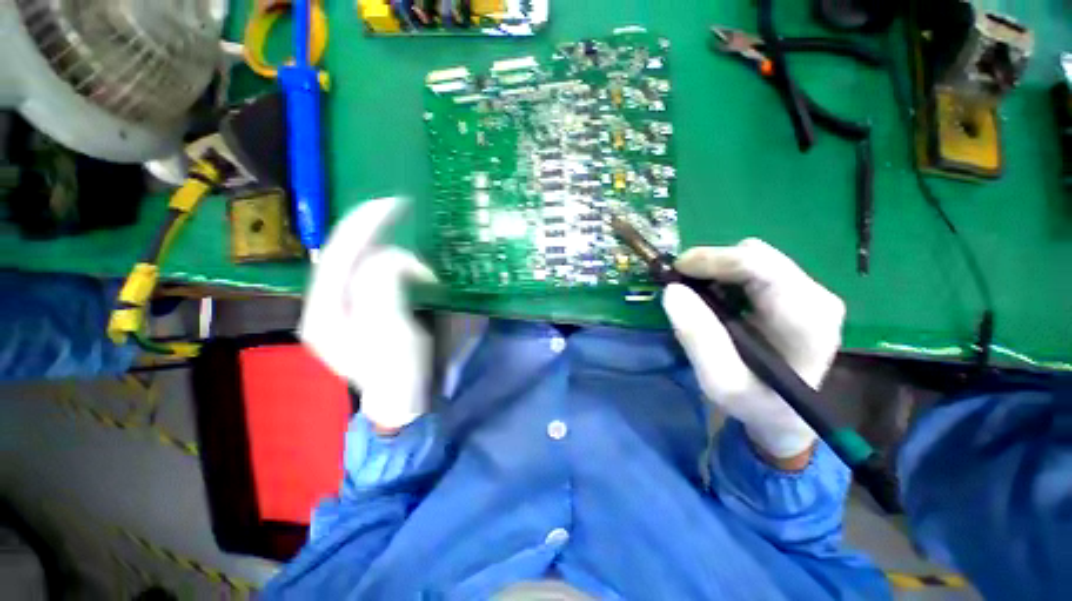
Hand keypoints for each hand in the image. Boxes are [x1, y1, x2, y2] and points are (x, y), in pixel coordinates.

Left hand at [299, 197, 435, 430]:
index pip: (339, 253)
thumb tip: (388, 258)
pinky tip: (409, 269)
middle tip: (404, 211)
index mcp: (325, 311)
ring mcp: (340, 308)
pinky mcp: (358, 310)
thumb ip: (383, 290)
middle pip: (345, 253)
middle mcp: (324, 305)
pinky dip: (392, 264)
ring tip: (421, 267)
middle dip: (375, 231)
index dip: (365, 224)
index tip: (395, 203)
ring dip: (390, 253)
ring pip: (359, 262)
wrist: (401, 400)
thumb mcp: (393, 334)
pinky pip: (370, 274)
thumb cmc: (400, 373)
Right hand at [661, 239, 845, 462]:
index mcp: (806, 320)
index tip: (677, 270)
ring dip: (718, 270)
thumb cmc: (754, 403)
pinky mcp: (799, 292)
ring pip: (755, 257)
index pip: (761, 267)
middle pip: (756, 255)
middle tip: (681, 284)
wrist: (785, 414)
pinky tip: (716, 297)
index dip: (714, 260)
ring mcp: (811, 292)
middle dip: (712, 264)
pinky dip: (727, 275)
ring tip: (698, 294)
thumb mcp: (719, 382)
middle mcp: (817, 297)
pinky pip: (756, 266)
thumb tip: (673, 290)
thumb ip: (698, 338)